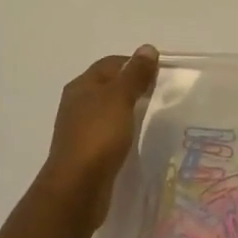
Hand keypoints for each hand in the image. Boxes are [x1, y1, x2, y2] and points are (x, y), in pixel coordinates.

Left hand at [37, 46, 160, 230]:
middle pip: (110, 85)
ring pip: (109, 110)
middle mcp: (78, 103)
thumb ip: (135, 74)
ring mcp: (80, 129)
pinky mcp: (87, 152)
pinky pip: (109, 132)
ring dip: (129, 109)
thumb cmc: (98, 136)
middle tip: (160, 93)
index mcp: (82, 86)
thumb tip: (147, 48)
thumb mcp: (120, 98)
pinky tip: (137, 138)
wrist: (77, 189)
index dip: (135, 63)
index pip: (112, 63)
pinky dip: (124, 130)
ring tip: (153, 115)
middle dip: (134, 86)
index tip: (160, 73)